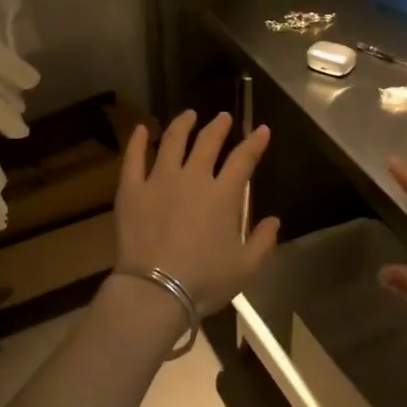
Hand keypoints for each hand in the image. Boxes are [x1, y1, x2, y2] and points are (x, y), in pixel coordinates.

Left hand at [115, 111, 281, 316]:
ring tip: (188, 115)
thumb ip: (263, 241)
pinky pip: (134, 158)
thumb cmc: (204, 280)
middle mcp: (192, 178)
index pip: (243, 159)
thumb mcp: (245, 267)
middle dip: (218, 126)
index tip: (261, 130)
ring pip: (172, 141)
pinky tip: (142, 129)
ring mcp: (159, 180)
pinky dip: (138, 141)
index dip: (254, 142)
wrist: (155, 291)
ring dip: (183, 124)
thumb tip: (275, 221)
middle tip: (223, 117)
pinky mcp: (132, 190)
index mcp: (223, 195)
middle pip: (207, 142)